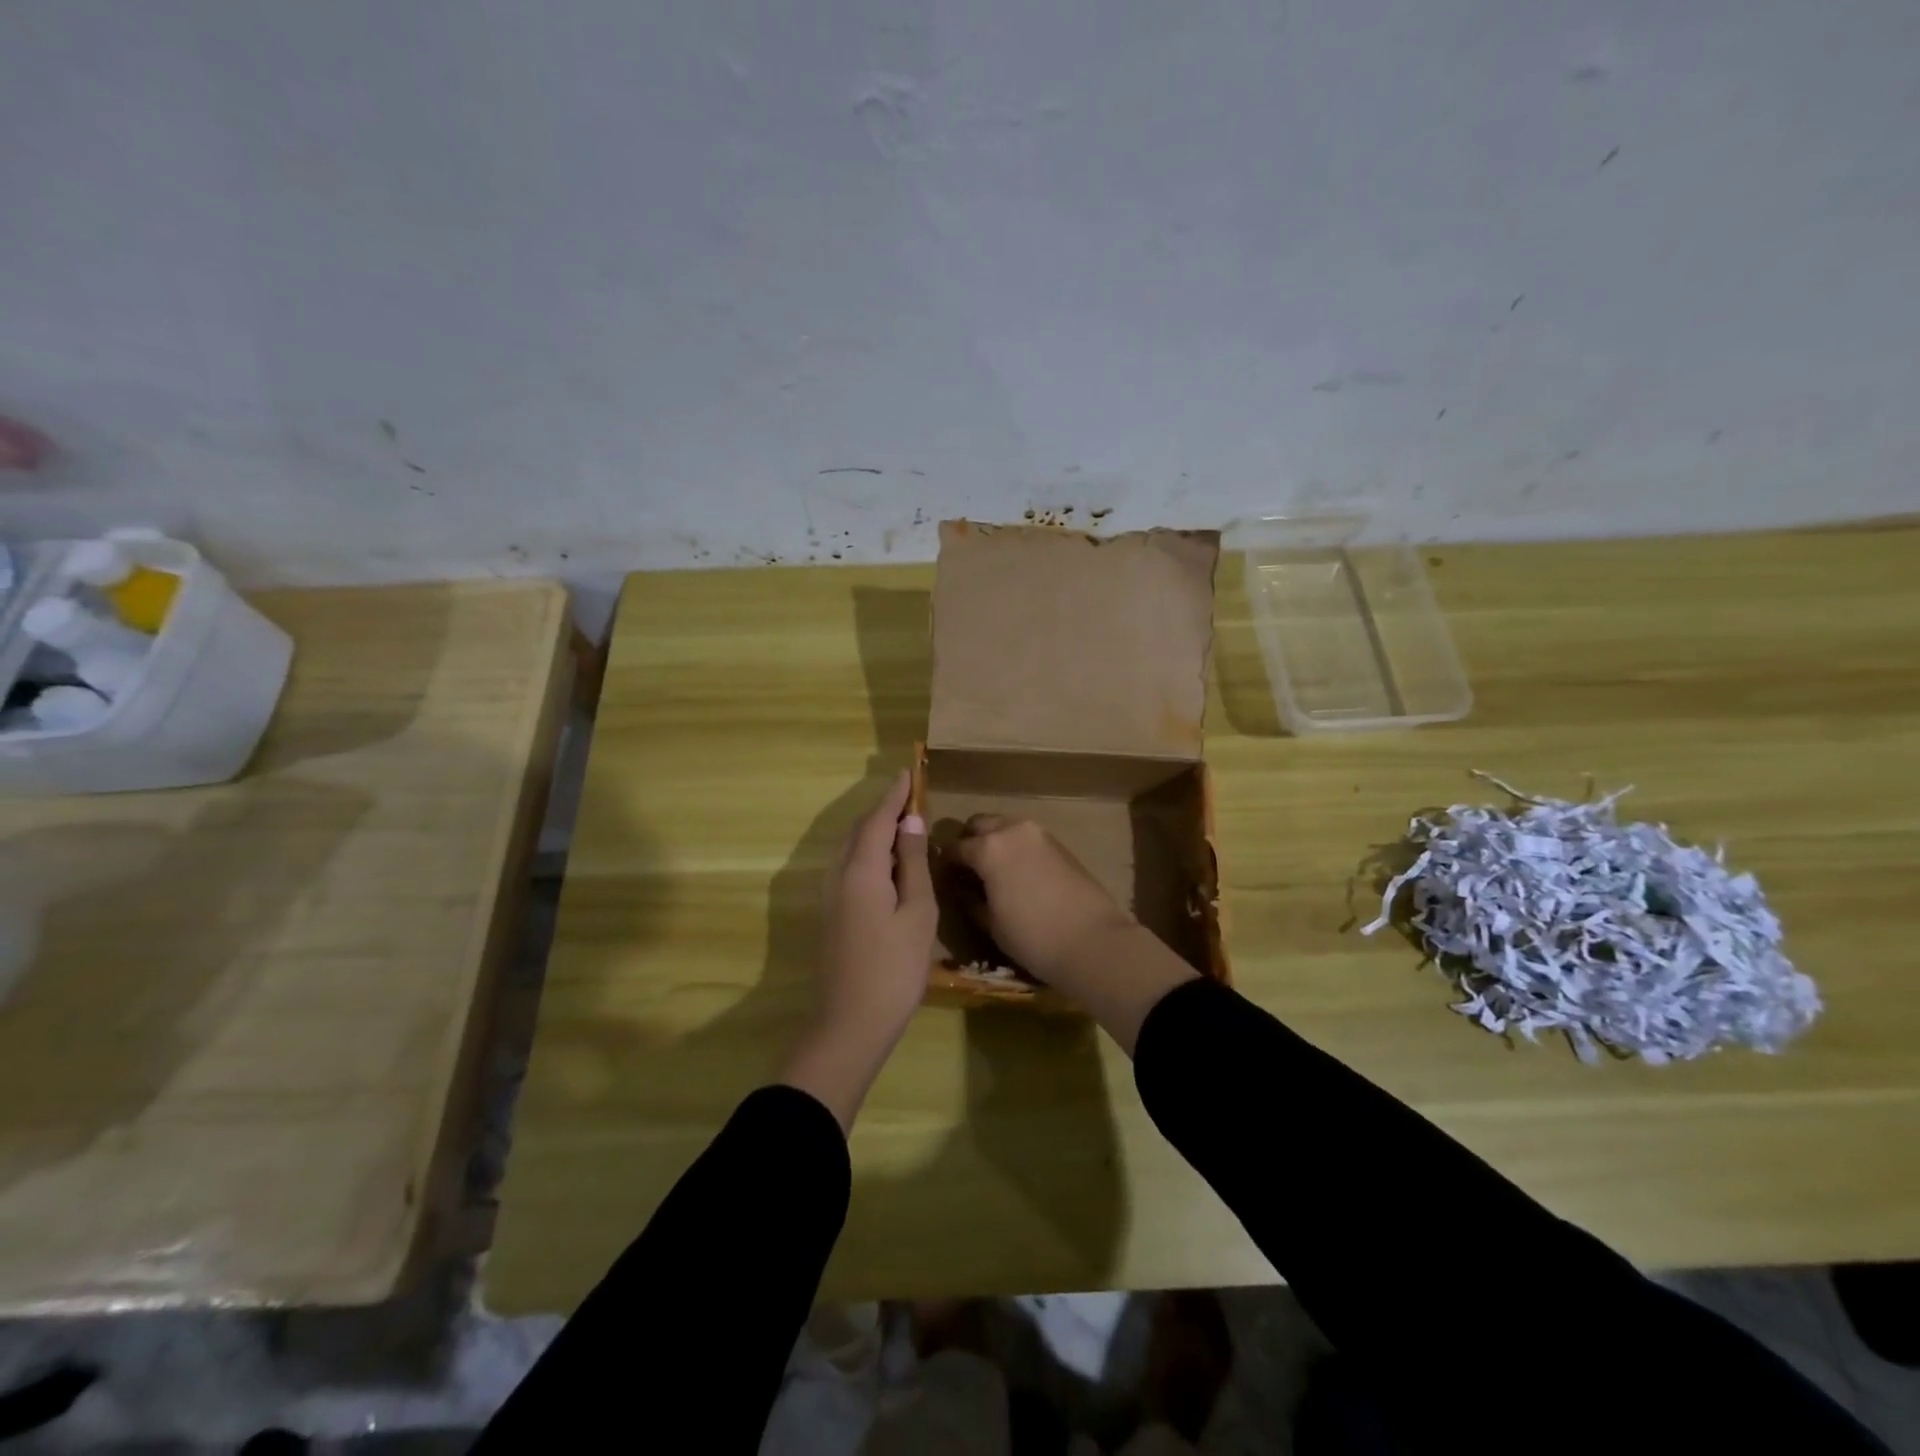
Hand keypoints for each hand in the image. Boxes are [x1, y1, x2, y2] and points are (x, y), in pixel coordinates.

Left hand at [780, 770, 935, 1130]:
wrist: (849, 1024)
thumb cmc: (893, 968)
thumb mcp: (916, 913)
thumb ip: (912, 864)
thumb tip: (910, 822)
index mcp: (860, 869)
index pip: (877, 818)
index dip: (894, 795)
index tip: (908, 772)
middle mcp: (838, 874)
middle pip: (860, 830)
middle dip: (884, 810)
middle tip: (911, 797)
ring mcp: (831, 896)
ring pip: (852, 849)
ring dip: (875, 832)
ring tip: (904, 825)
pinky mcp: (832, 914)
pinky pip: (850, 867)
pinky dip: (869, 853)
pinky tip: (888, 865)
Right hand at [952, 814, 1198, 1053]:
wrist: (1093, 942)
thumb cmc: (1033, 937)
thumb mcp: (992, 924)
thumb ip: (971, 900)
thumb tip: (962, 890)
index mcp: (988, 848)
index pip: (954, 847)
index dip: (945, 863)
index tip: (943, 878)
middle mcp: (1012, 830)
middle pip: (979, 824)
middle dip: (969, 842)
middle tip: (966, 870)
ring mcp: (1039, 833)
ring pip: (1005, 826)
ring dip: (993, 841)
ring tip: (992, 871)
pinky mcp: (1059, 844)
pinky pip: (1026, 838)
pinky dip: (1015, 847)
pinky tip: (1017, 873)